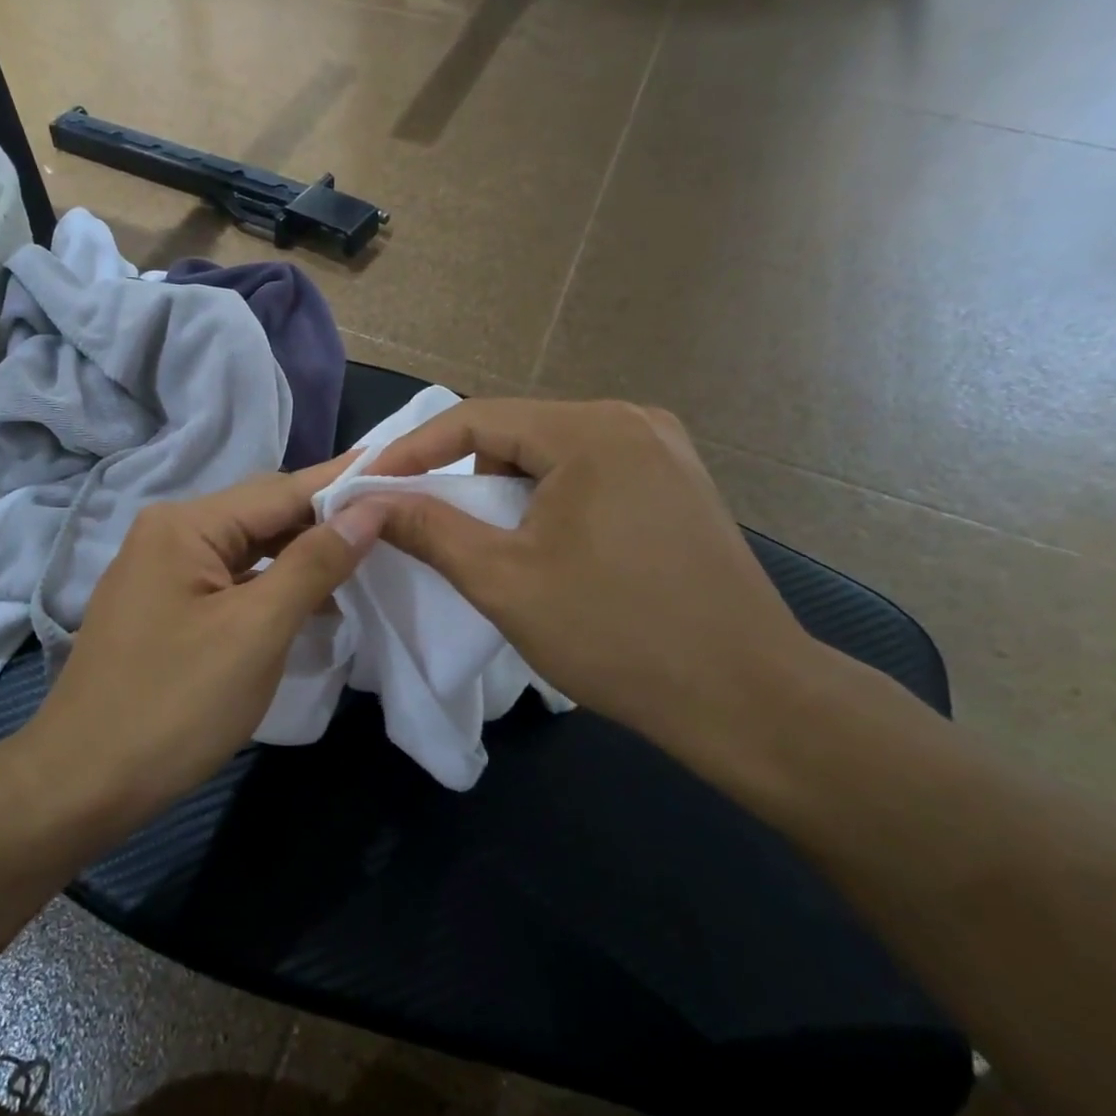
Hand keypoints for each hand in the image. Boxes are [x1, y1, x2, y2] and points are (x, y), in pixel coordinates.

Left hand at [19, 459, 381, 821]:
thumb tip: (369, 509)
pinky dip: (272, 586)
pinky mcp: (165, 608)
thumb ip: (315, 563)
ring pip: (248, 550)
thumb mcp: (256, 631)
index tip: (400, 473)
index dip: (343, 484)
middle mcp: (168, 533)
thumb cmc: (174, 705)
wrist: (81, 785)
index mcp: (185, 525)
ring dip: (302, 555)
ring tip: (365, 559)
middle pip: (262, 514)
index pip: (281, 490)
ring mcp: (161, 572)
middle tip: (392, 522)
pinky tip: (311, 600)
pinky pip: (231, 580)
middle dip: (325, 520)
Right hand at [365, 399, 814, 763]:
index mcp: (590, 430)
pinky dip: (550, 499)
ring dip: (507, 491)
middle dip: (462, 475)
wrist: (746, 697)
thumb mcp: (504, 581)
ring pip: (551, 453)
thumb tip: (369, 500)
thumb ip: (429, 529)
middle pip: (515, 431)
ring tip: (495, 546)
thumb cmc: (616, 634)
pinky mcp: (677, 481)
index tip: (368, 487)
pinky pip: (589, 472)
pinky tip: (550, 546)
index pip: (474, 418)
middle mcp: (630, 420)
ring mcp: (663, 448)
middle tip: (429, 524)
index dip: (411, 452)